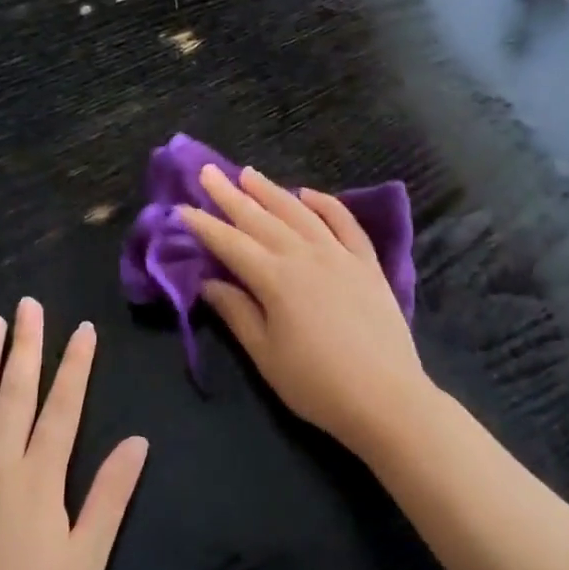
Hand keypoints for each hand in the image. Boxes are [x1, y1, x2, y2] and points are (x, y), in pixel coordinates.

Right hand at [180, 163, 435, 458]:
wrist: (386, 397)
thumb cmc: (317, 384)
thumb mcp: (266, 355)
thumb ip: (237, 313)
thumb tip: (209, 283)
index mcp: (276, 279)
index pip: (231, 244)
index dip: (205, 226)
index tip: (182, 207)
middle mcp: (306, 256)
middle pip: (262, 219)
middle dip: (231, 195)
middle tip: (208, 172)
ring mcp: (340, 255)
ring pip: (300, 213)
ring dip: (272, 191)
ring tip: (249, 173)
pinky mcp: (367, 263)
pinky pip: (345, 223)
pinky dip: (326, 204)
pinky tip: (309, 194)